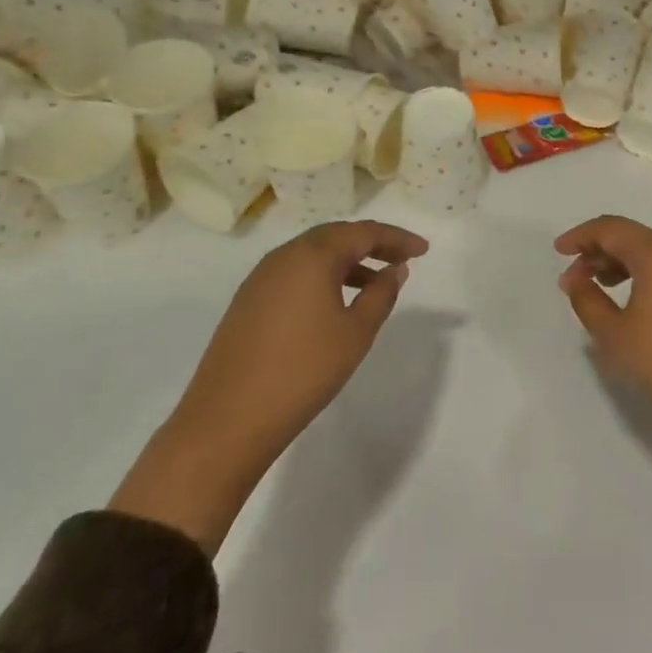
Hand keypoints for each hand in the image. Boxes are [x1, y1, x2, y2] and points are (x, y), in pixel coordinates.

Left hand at [111, 220, 428, 553]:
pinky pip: (294, 273)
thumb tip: (395, 269)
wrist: (226, 420)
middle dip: (372, 243)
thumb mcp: (355, 334)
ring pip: (313, 254)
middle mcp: (284, 255)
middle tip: (402, 257)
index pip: (364, 232)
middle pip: (336, 236)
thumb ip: (380, 295)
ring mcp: (261, 277)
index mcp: (313, 255)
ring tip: (375, 281)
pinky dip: (322, 276)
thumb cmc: (302, 371)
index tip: (424, 250)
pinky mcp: (248, 301)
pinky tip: (334, 302)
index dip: (397, 238)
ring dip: (347, 261)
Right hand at [555, 215, 651, 554]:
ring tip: (605, 287)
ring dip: (628, 262)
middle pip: (635, 237)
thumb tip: (575, 280)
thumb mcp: (615, 335)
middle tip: (577, 279)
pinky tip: (643, 295)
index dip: (580, 236)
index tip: (559, 251)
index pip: (611, 228)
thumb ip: (587, 300)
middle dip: (601, 252)